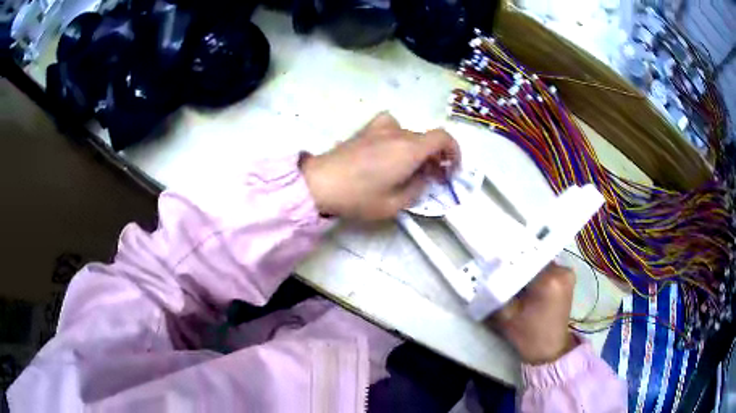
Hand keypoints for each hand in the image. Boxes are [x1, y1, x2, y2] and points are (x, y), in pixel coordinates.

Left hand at [300, 112, 459, 219]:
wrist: (320, 183)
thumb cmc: (358, 197)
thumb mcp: (394, 204)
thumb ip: (416, 189)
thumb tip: (422, 178)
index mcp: (409, 149)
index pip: (443, 138)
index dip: (454, 151)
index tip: (452, 169)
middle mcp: (398, 132)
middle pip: (426, 139)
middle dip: (435, 157)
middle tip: (432, 178)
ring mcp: (379, 128)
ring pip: (410, 134)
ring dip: (417, 149)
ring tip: (411, 167)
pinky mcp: (365, 130)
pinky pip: (391, 126)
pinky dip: (398, 136)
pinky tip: (389, 149)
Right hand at [492, 263, 576, 364]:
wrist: (550, 349)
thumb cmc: (528, 335)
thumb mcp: (506, 315)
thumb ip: (496, 292)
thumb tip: (486, 273)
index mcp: (549, 280)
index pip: (524, 259)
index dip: (507, 260)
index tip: (492, 263)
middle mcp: (562, 271)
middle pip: (533, 258)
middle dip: (517, 263)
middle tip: (499, 268)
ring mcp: (567, 273)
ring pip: (539, 261)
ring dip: (526, 267)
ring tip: (511, 275)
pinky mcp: (567, 278)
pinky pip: (547, 268)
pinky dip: (535, 272)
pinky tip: (525, 281)